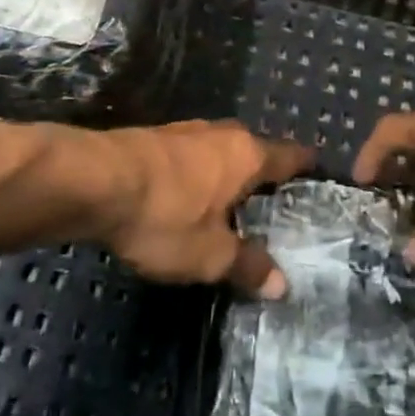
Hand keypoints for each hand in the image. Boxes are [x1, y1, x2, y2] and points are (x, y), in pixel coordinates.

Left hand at [96, 121, 313, 297]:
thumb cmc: (165, 215)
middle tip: (274, 205)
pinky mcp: (157, 138)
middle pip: (255, 151)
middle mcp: (223, 134)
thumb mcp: (209, 255)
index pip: (289, 155)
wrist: (95, 180)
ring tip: (232, 204)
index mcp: (247, 155)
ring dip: (228, 175)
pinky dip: (200, 175)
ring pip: (222, 152)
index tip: (318, 174)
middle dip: (264, 175)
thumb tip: (282, 284)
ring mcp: (188, 132)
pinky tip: (189, 198)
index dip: (305, 166)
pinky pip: (193, 156)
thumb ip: (247, 266)